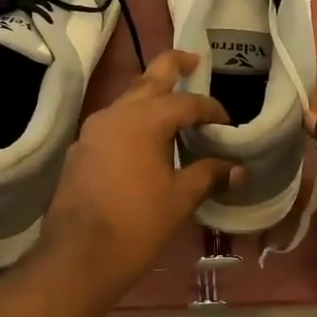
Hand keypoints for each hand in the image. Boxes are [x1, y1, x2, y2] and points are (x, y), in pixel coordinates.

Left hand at [35, 51, 240, 302]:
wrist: (78, 255)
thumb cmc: (136, 223)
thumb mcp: (180, 198)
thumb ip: (209, 175)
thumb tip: (238, 168)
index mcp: (144, 119)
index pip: (186, 102)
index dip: (211, 109)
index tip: (226, 123)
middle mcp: (115, 114)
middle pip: (149, 79)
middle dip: (174, 66)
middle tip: (194, 61)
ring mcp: (92, 131)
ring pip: (127, 100)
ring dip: (150, 98)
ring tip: (172, 107)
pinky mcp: (80, 150)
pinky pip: (112, 124)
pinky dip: (132, 122)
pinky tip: (143, 143)